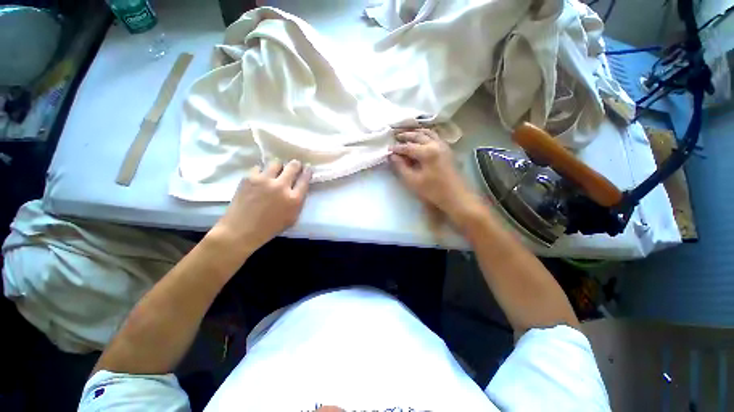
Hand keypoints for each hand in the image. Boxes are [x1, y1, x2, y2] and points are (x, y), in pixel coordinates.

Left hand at [208, 160, 311, 258]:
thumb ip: (298, 202)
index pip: (304, 180)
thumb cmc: (270, 227)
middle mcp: (281, 186)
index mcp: (294, 199)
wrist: (241, 230)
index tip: (307, 169)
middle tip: (294, 165)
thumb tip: (299, 188)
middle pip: (293, 167)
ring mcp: (264, 181)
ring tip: (276, 172)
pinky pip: (259, 167)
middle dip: (296, 165)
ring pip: (276, 163)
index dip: (307, 172)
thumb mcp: (292, 218)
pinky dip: (261, 172)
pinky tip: (260, 178)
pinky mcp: (249, 178)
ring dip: (279, 167)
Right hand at [389, 128, 485, 227]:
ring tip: (407, 134)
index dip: (397, 148)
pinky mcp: (448, 150)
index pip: (408, 147)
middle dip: (406, 135)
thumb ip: (401, 167)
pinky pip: (435, 137)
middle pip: (418, 135)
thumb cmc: (433, 191)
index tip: (388, 149)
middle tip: (396, 136)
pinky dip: (426, 135)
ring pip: (428, 133)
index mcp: (427, 152)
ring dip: (417, 132)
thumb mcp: (413, 181)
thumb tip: (392, 156)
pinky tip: (422, 138)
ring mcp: (444, 146)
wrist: (456, 197)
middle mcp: (436, 144)